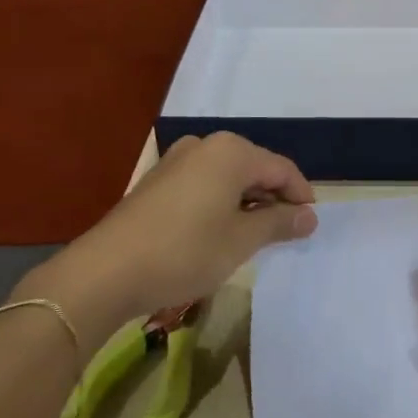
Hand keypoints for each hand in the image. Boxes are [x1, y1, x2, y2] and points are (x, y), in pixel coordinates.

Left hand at [27, 133, 318, 349]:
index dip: (301, 195)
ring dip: (246, 203)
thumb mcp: (240, 241)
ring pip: (228, 177)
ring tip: (255, 237)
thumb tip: (309, 216)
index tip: (310, 225)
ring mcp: (176, 160)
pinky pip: (204, 184)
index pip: (281, 168)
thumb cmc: (185, 251)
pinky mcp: (158, 181)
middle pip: (254, 167)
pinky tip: (220, 232)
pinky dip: (221, 204)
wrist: (106, 272)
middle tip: (286, 233)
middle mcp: (204, 145)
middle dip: (273, 198)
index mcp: (230, 151)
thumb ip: (279, 223)